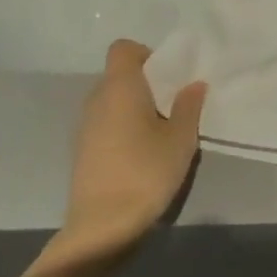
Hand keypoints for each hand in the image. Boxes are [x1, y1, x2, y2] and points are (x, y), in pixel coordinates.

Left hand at [55, 40, 204, 264]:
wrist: (102, 228)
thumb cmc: (146, 172)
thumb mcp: (181, 138)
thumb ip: (189, 106)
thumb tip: (194, 84)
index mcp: (120, 88)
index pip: (123, 49)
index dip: (147, 54)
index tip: (169, 75)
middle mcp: (97, 100)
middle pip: (119, 75)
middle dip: (146, 82)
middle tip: (174, 103)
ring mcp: (84, 127)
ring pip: (112, 101)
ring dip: (135, 107)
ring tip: (161, 129)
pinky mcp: (82, 151)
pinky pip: (105, 123)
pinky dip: (123, 127)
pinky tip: (142, 152)